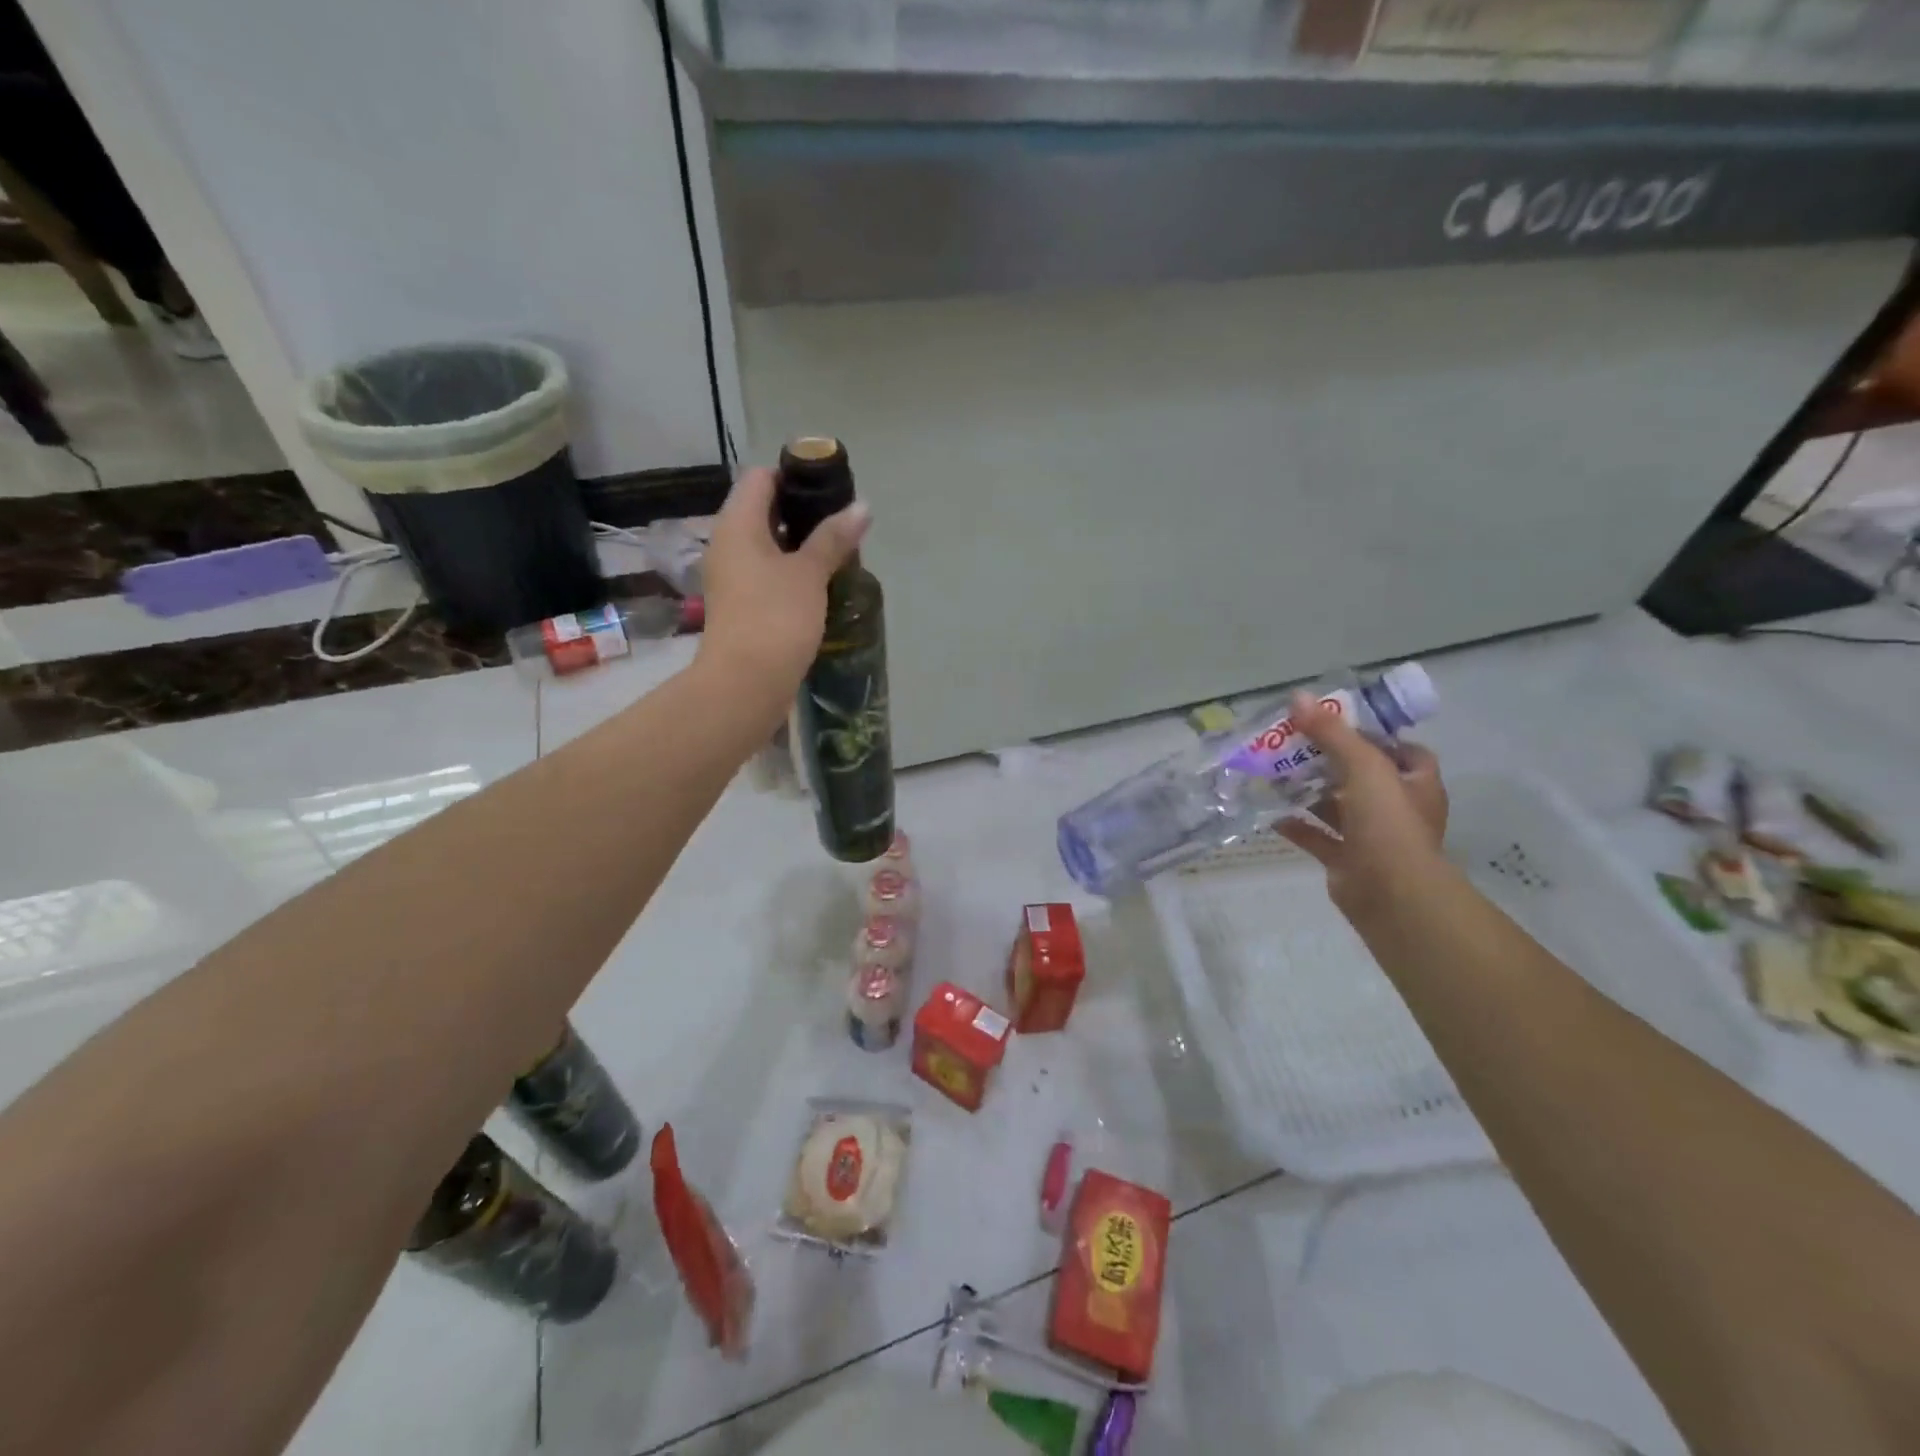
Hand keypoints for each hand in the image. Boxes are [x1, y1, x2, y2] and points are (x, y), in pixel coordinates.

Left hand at [696, 466, 869, 698]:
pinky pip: (766, 573)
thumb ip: (834, 537)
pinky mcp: (741, 605)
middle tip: (841, 521)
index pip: (760, 477)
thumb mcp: (809, 573)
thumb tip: (862, 506)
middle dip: (802, 512)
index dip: (793, 474)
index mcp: (737, 524)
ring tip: (837, 551)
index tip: (829, 488)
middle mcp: (727, 544)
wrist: (745, 683)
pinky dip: (790, 570)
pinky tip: (820, 582)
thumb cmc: (776, 617)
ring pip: (766, 544)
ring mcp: (731, 577)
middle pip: (762, 510)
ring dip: (799, 544)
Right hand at [1276, 691, 1449, 922]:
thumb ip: (1332, 733)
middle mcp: (1397, 809)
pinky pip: (1318, 838)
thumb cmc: (1388, 824)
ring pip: (1337, 807)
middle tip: (1293, 745)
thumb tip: (1299, 697)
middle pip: (1362, 777)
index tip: (1337, 725)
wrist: (1390, 894)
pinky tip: (1272, 813)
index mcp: (1415, 784)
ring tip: (1275, 774)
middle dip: (1329, 762)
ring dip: (1310, 793)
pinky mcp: (1347, 860)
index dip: (1374, 736)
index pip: (1403, 751)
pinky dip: (1297, 826)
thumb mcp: (1363, 767)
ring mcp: (1372, 837)